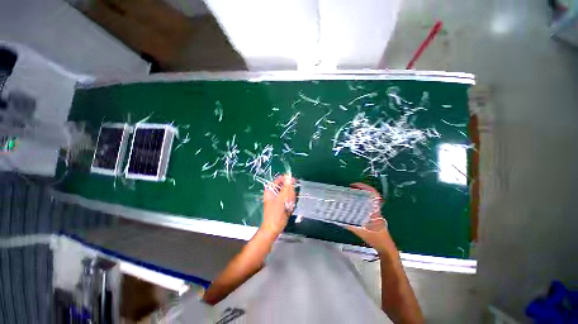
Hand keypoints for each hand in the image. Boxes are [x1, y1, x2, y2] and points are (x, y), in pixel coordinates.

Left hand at [262, 175, 295, 235]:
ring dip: (291, 198)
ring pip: (290, 192)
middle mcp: (275, 193)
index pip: (279, 179)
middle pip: (286, 186)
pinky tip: (289, 208)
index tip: (293, 180)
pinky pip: (291, 198)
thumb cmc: (274, 214)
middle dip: (289, 192)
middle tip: (288, 199)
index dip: (286, 179)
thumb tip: (289, 178)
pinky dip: (291, 202)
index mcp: (271, 190)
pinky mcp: (285, 203)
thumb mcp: (280, 200)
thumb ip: (285, 188)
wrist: (274, 228)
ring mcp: (280, 198)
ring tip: (288, 205)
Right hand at [346, 183, 395, 255]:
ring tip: (349, 194)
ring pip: (368, 199)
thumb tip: (337, 218)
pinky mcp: (374, 215)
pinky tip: (353, 205)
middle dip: (359, 189)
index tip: (353, 185)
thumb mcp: (360, 231)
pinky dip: (360, 201)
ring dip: (360, 195)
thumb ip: (349, 224)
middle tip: (349, 189)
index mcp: (374, 209)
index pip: (373, 193)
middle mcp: (375, 208)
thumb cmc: (374, 238)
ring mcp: (375, 211)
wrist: (384, 246)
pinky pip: (367, 204)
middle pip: (369, 194)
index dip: (364, 187)